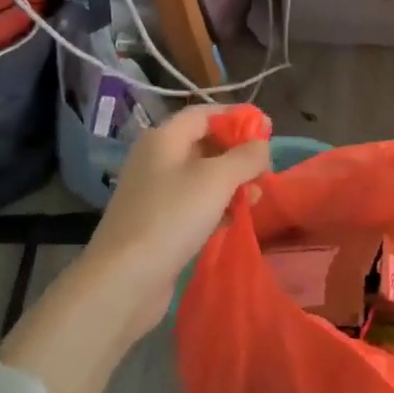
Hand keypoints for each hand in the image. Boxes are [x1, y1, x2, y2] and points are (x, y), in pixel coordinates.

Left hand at [79, 105, 271, 330]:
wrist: (125, 278)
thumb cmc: (172, 217)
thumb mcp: (217, 179)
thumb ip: (245, 157)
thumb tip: (262, 145)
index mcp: (164, 138)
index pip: (205, 114)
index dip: (237, 117)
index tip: (268, 131)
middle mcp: (157, 159)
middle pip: (205, 144)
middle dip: (239, 155)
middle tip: (265, 173)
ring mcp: (156, 192)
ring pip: (203, 176)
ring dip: (233, 183)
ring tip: (256, 200)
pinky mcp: (159, 221)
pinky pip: (195, 203)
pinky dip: (217, 206)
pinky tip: (233, 220)